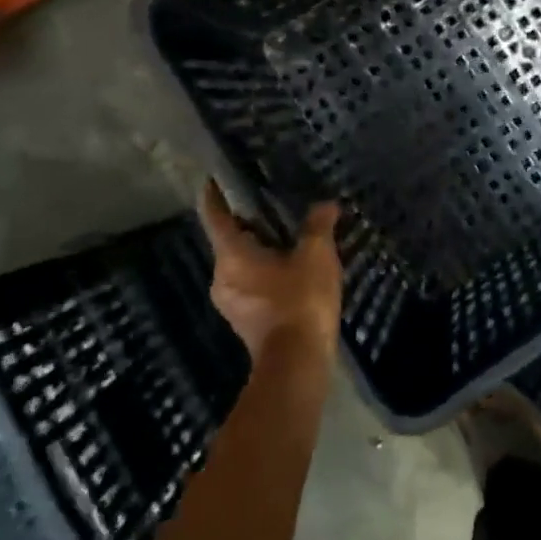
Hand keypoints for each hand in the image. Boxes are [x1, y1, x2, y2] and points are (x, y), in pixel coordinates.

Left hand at [199, 183, 343, 360]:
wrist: (297, 362)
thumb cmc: (300, 300)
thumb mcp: (316, 255)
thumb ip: (318, 225)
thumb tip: (325, 205)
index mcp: (231, 255)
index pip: (215, 216)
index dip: (215, 194)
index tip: (217, 177)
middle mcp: (221, 276)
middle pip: (228, 239)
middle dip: (248, 221)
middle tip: (271, 201)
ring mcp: (230, 301)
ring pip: (240, 262)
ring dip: (259, 247)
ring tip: (287, 233)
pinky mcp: (244, 318)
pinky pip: (250, 281)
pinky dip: (265, 268)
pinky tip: (291, 265)